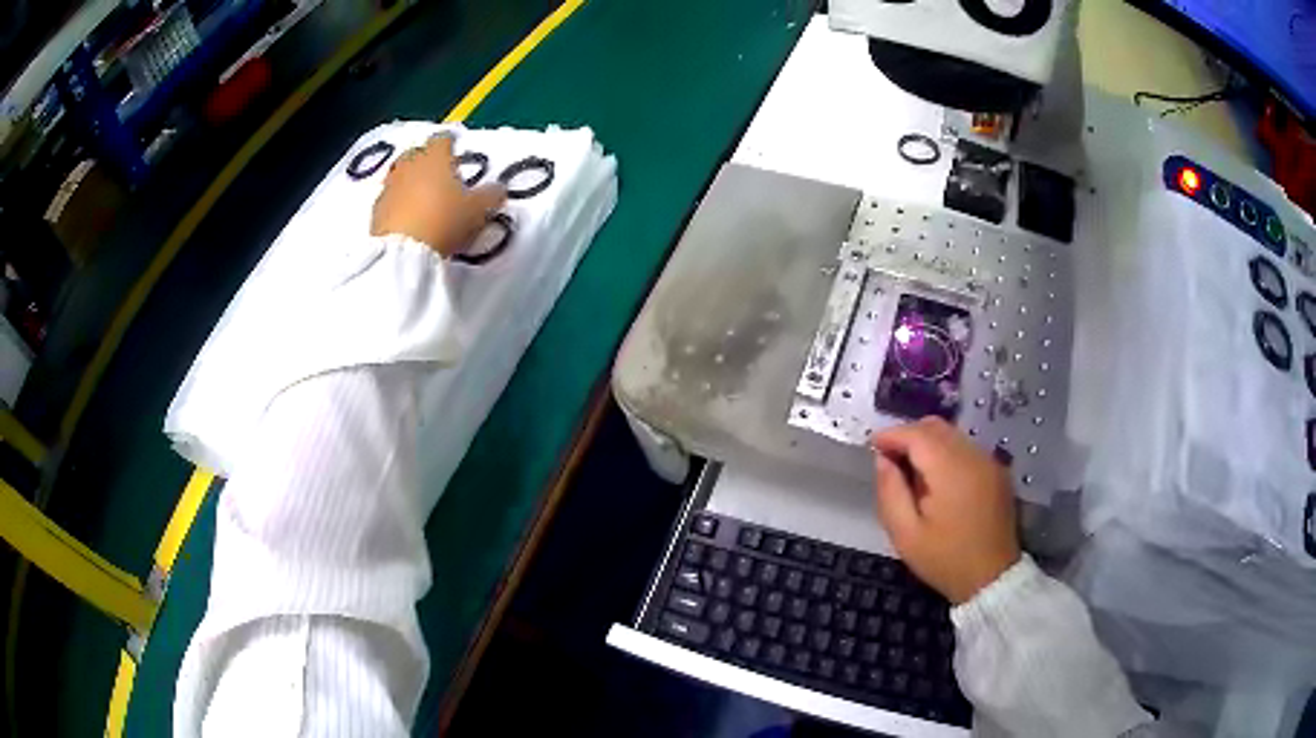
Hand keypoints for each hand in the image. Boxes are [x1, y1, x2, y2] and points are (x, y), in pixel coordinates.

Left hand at [370, 134, 506, 257]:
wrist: (402, 253)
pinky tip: (407, 217)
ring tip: (422, 197)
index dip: (450, 144)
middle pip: (417, 154)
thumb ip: (490, 196)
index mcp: (435, 157)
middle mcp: (409, 165)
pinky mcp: (376, 211)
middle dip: (426, 161)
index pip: (442, 139)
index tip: (455, 152)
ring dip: (410, 182)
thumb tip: (499, 188)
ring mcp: (389, 187)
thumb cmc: (445, 220)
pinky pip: (390, 200)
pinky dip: (398, 203)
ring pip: (401, 176)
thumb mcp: (478, 210)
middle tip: (439, 175)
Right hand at [870, 417, 1020, 604]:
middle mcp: (973, 456)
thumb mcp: (906, 534)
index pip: (917, 435)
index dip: (892, 435)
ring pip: (952, 434)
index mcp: (951, 471)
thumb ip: (890, 491)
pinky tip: (937, 479)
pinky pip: (966, 447)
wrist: (992, 578)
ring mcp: (989, 461)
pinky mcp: (997, 471)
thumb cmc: (945, 560)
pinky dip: (946, 452)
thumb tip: (882, 460)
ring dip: (928, 443)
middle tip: (889, 458)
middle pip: (936, 427)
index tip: (872, 445)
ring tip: (911, 470)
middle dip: (909, 435)